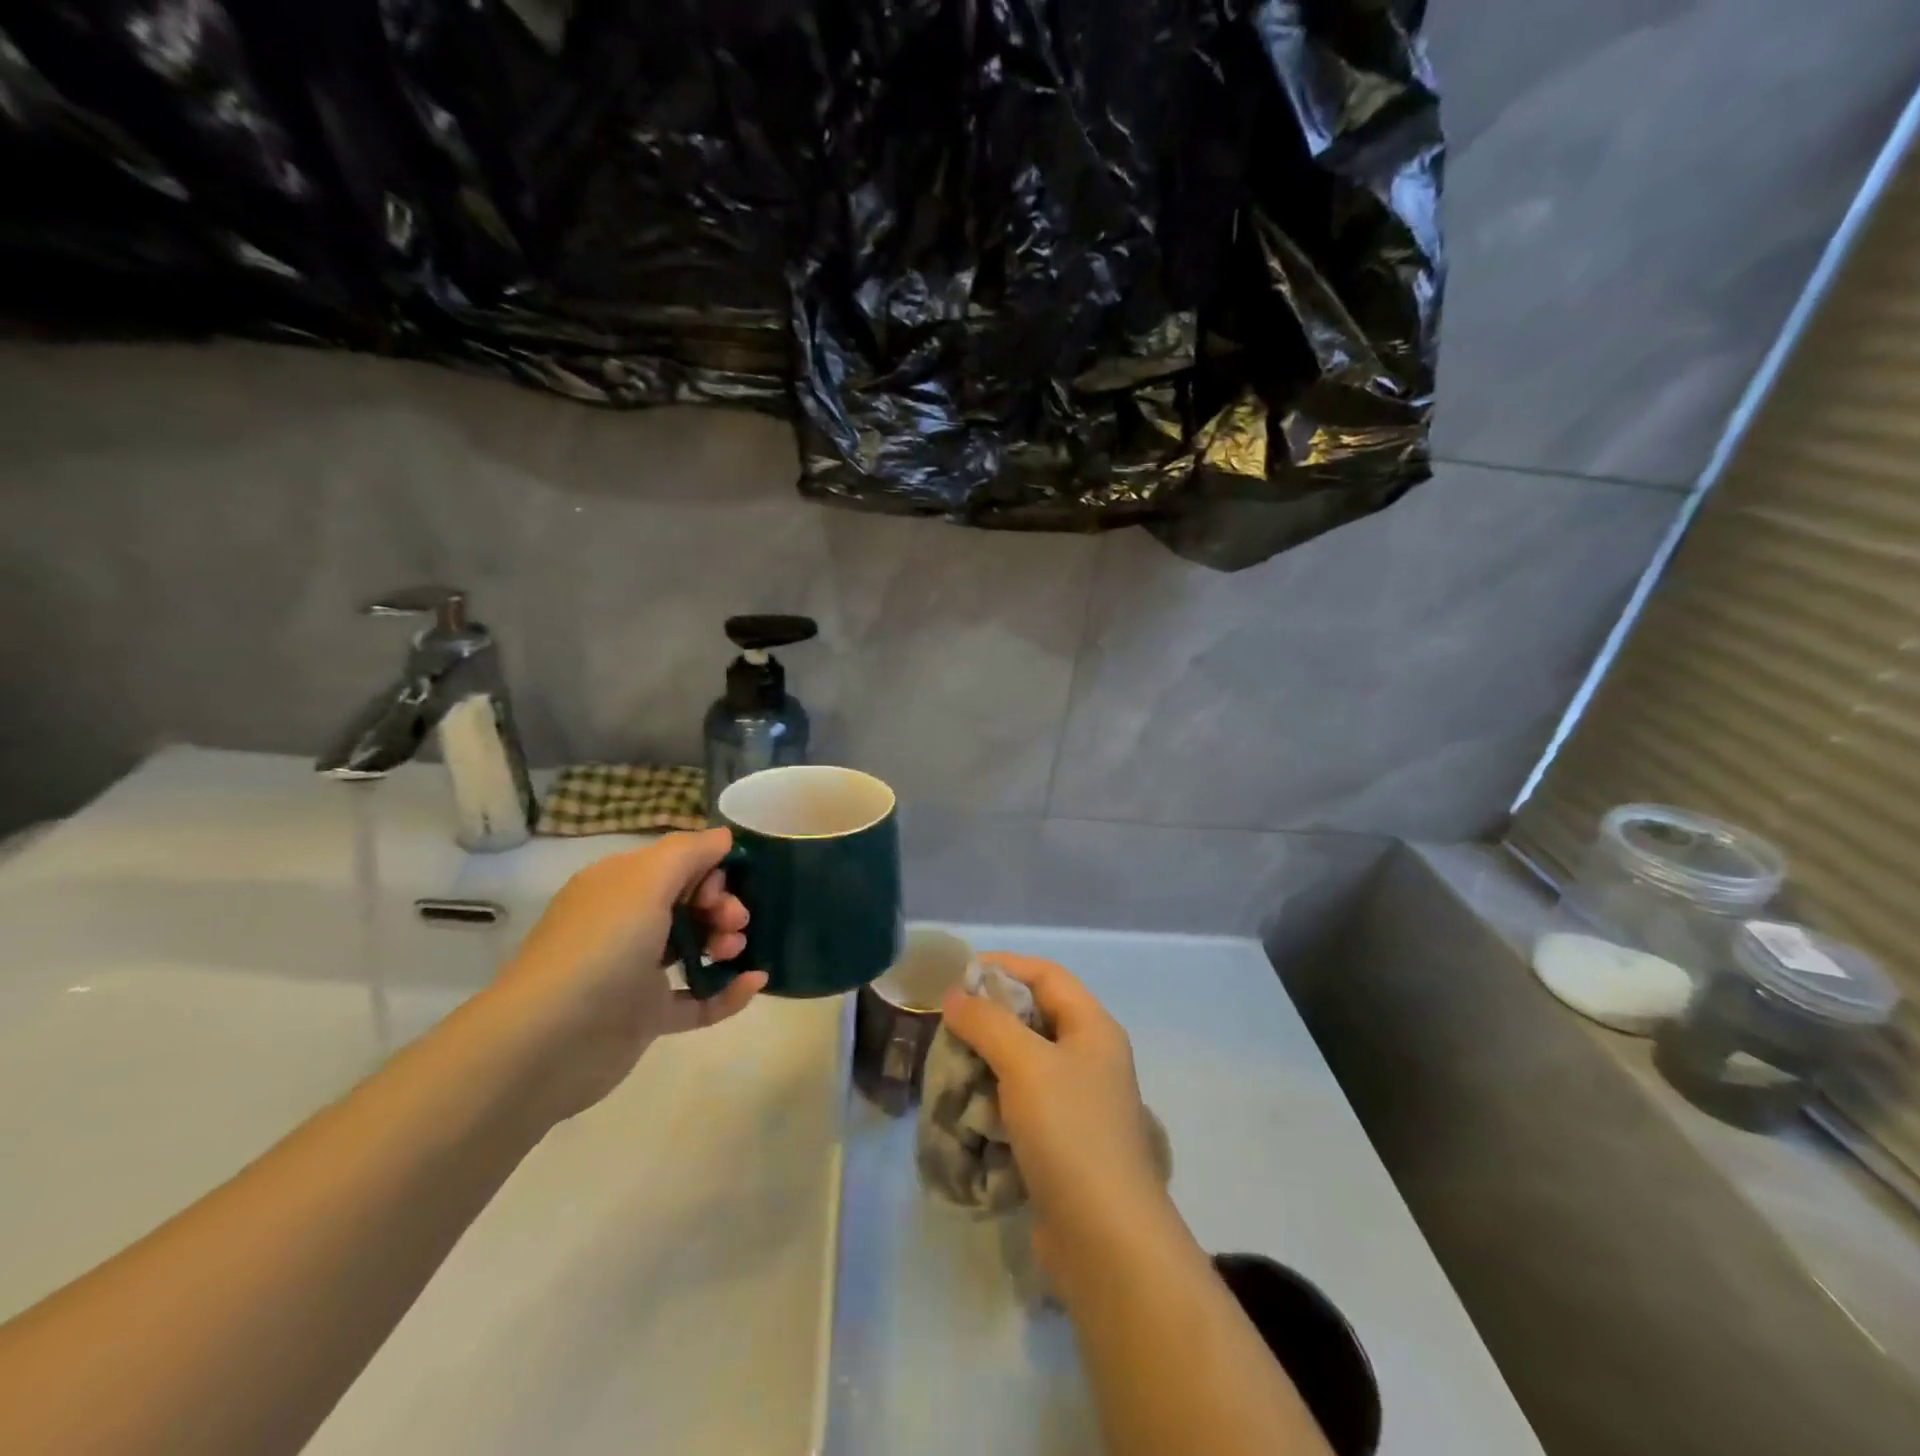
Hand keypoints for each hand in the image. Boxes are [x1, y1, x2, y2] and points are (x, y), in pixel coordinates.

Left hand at [482, 829, 766, 1123]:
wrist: (549, 1042)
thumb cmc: (602, 946)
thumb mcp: (645, 880)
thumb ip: (689, 852)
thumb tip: (723, 837)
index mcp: (619, 886)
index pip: (676, 865)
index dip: (708, 871)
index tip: (721, 887)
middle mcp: (626, 923)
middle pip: (689, 904)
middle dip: (722, 906)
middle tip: (735, 922)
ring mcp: (635, 972)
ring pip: (694, 948)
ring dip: (726, 943)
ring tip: (736, 951)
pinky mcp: (646, 1016)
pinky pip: (697, 999)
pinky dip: (728, 991)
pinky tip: (757, 982)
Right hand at [940, 955, 1176, 1295]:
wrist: (1105, 1238)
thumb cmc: (1069, 1131)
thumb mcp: (1025, 1063)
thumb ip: (988, 1022)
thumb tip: (956, 996)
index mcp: (1092, 1028)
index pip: (1046, 975)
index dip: (1004, 966)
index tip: (958, 975)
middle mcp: (1089, 1058)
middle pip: (1033, 1018)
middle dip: (988, 1019)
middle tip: (947, 1027)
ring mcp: (1077, 1103)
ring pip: (1023, 1064)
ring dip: (985, 1063)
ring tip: (949, 1070)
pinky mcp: (1062, 1142)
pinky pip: (1021, 1105)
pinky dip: (993, 1102)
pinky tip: (966, 1113)